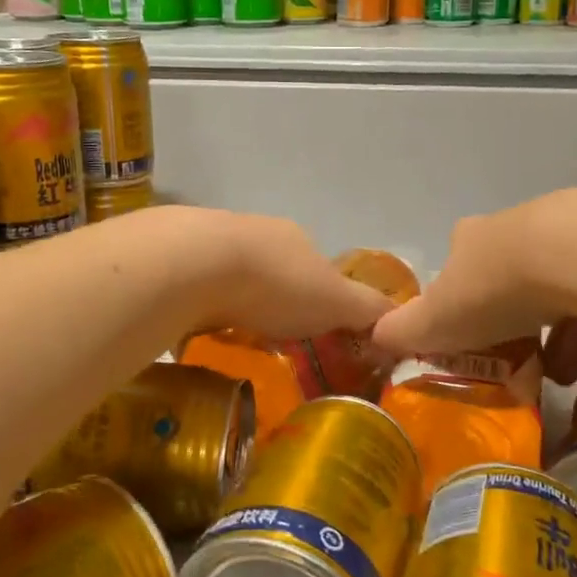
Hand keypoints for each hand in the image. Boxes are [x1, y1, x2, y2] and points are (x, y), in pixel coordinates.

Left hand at [171, 209, 396, 339]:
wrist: (194, 264)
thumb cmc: (275, 282)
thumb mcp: (336, 301)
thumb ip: (367, 310)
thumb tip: (400, 320)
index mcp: (296, 238)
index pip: (318, 269)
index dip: (321, 300)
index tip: (316, 333)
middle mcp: (256, 233)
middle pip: (274, 272)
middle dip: (276, 303)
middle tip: (275, 344)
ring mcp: (211, 243)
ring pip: (233, 279)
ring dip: (237, 305)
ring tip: (236, 341)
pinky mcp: (175, 259)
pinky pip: (197, 288)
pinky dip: (203, 307)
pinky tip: (201, 330)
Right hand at [372, 186, 576, 362]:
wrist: (575, 255)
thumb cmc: (493, 288)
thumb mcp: (436, 320)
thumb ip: (403, 331)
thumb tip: (373, 336)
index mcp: (471, 239)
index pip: (457, 265)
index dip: (458, 299)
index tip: (467, 333)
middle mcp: (515, 226)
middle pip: (508, 273)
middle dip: (510, 316)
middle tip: (514, 356)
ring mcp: (567, 229)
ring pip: (556, 283)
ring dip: (552, 328)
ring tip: (555, 372)